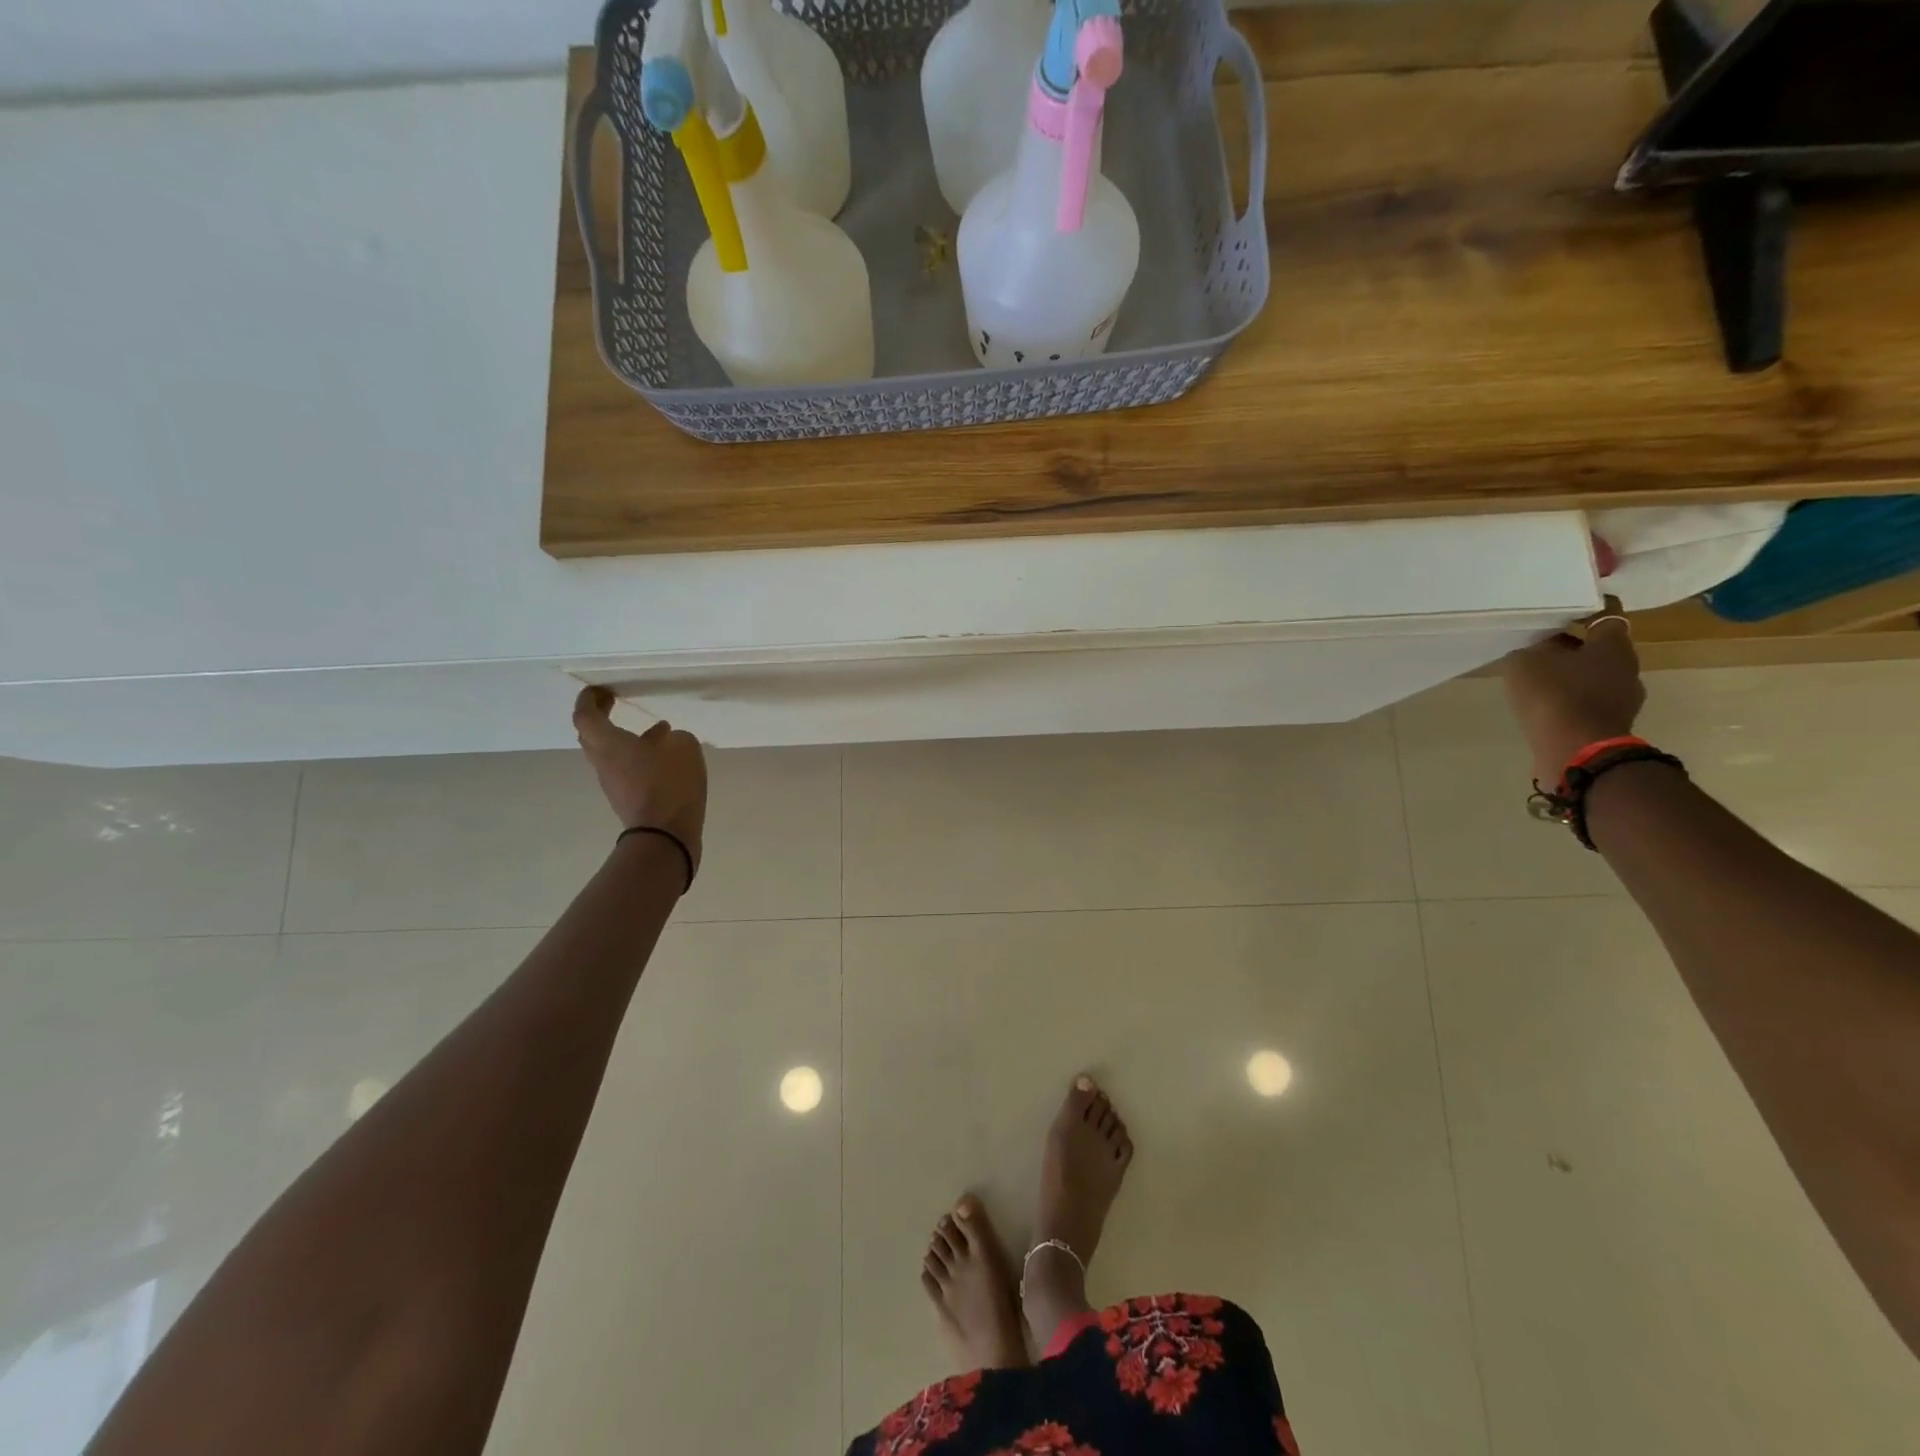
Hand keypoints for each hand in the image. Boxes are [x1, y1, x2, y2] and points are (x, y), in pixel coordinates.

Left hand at [572, 687, 707, 872]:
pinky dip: (637, 757)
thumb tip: (666, 740)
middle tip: (615, 704)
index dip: (589, 699)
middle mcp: (603, 762)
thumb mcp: (684, 746)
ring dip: (623, 738)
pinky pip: (625, 770)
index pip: (585, 715)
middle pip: (590, 736)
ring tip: (653, 730)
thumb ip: (674, 737)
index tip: (600, 690)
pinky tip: (663, 758)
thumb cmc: (669, 783)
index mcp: (609, 743)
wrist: (665, 835)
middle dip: (600, 717)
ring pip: (608, 754)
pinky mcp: (627, 799)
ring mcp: (613, 784)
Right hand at [1499, 603, 1644, 786]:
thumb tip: (1539, 650)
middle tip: (1540, 646)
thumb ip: (1531, 650)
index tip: (1567, 606)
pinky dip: (1567, 700)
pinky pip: (1586, 702)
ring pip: (1593, 676)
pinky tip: (1543, 705)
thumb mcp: (1525, 663)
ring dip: (1569, 675)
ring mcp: (1622, 699)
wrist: (1576, 751)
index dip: (1586, 608)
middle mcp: (1626, 668)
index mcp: (1613, 646)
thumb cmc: (1554, 696)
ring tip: (1536, 679)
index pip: (1606, 615)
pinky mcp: (1609, 724)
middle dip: (1572, 646)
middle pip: (1599, 648)